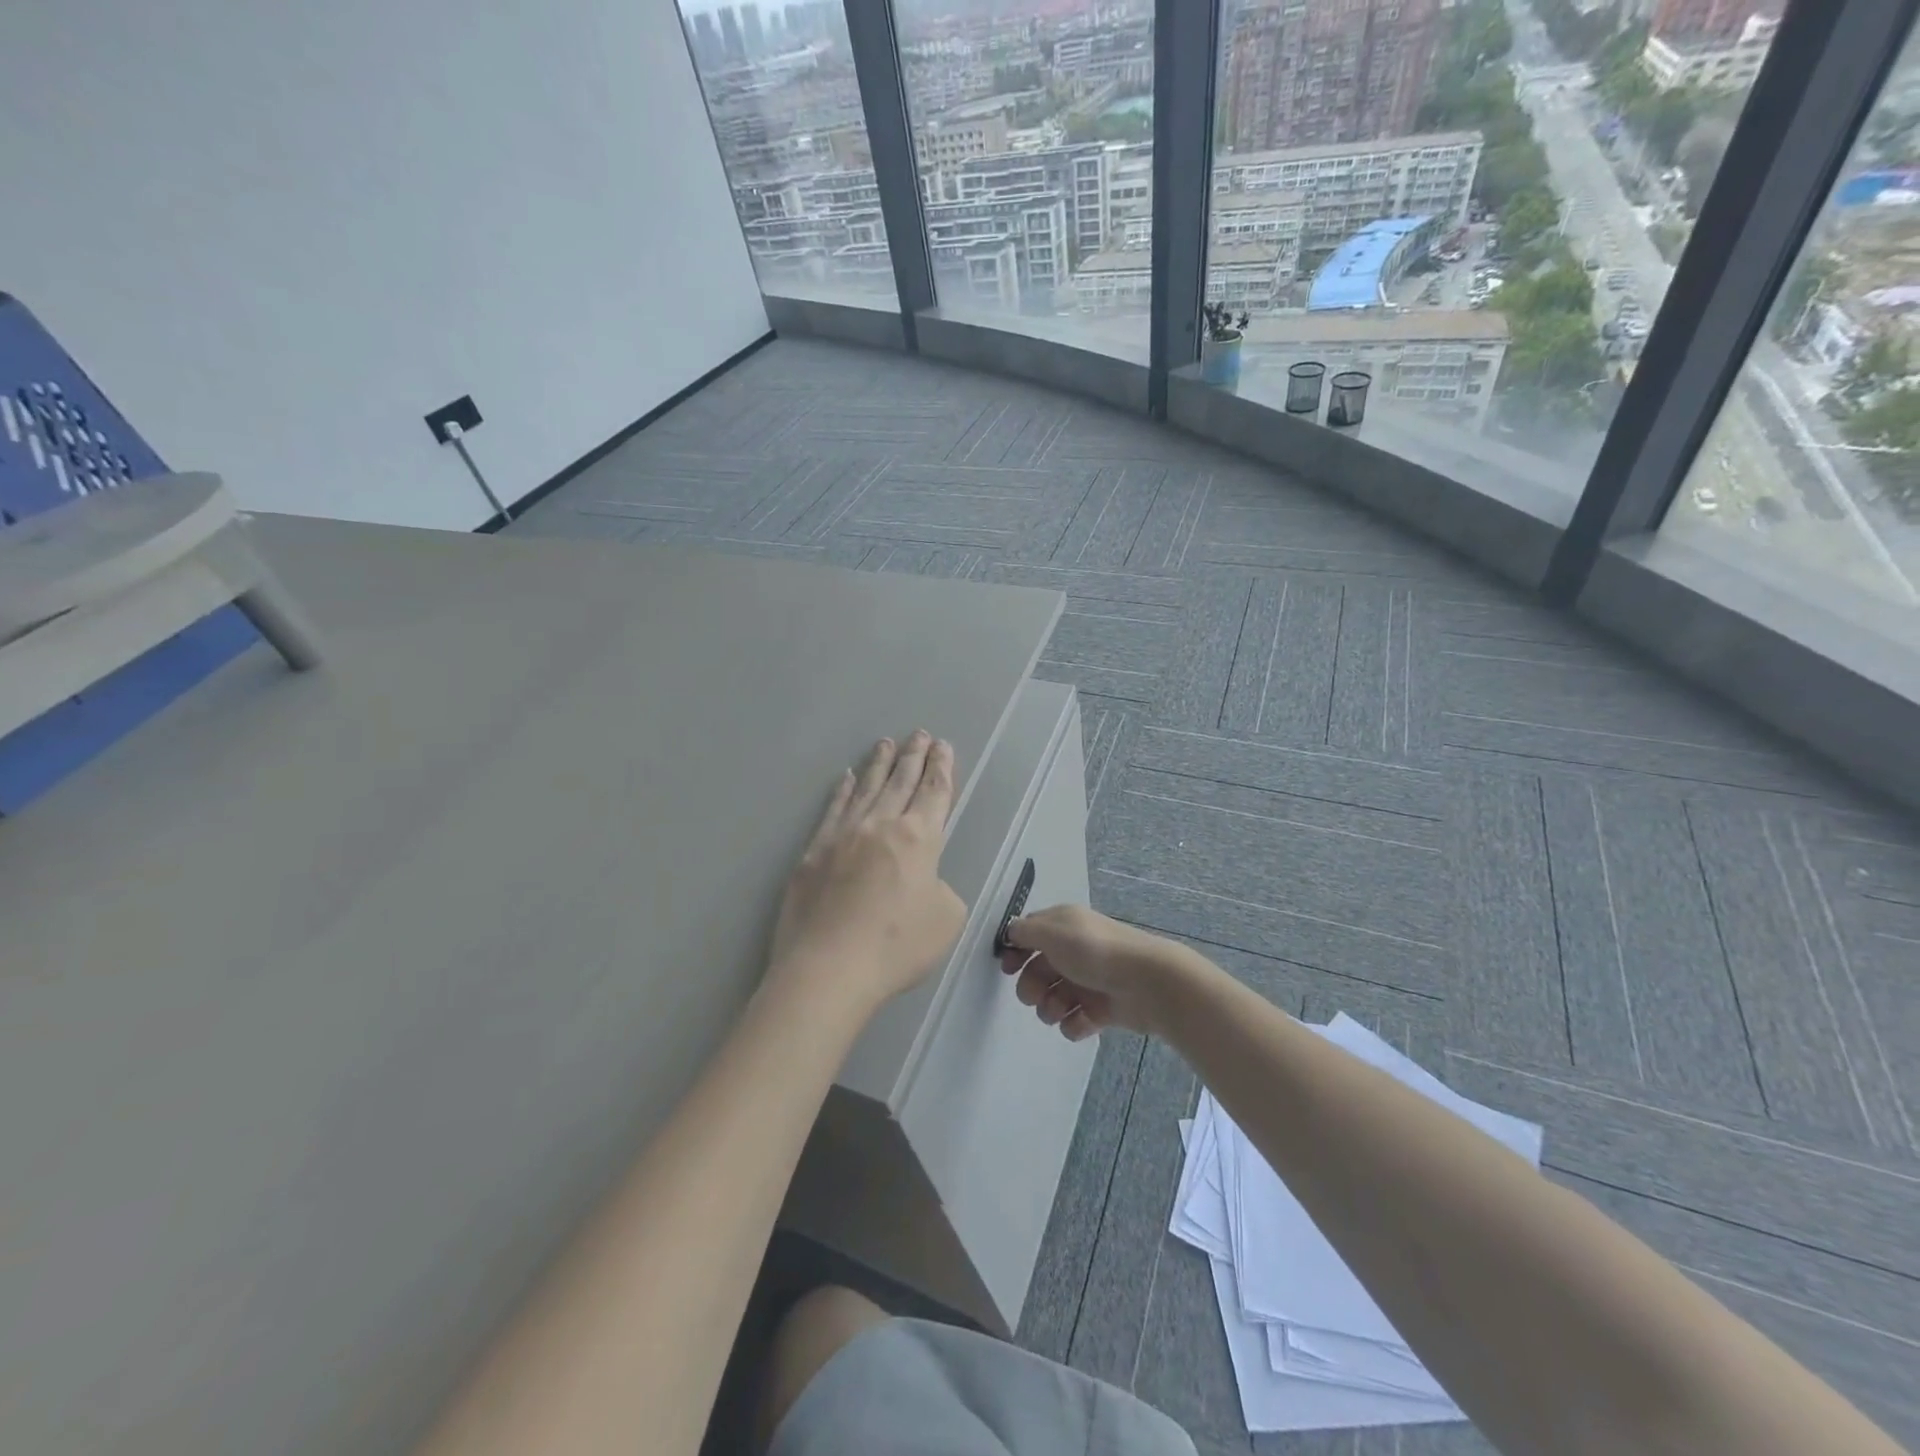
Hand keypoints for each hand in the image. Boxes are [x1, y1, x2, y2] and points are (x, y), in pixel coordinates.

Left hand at [768, 732, 966, 1018]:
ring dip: (878, 764)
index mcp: (919, 838)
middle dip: (913, 756)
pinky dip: (843, 791)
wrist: (828, 968)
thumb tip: (923, 881)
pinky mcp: (813, 852)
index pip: (935, 792)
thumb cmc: (896, 946)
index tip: (943, 747)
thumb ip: (942, 890)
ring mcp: (843, 835)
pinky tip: (847, 778)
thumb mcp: (946, 920)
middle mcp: (881, 825)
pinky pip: (833, 809)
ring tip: (885, 743)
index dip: (942, 768)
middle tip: (919, 734)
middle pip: (901, 781)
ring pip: (866, 788)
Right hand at [996, 904, 1193, 1040]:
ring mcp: (1088, 981)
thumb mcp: (1053, 932)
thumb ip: (1025, 932)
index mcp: (1064, 927)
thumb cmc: (1094, 951)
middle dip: (1031, 987)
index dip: (1016, 951)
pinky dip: (1074, 1024)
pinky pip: (1075, 1021)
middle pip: (1038, 971)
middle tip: (1035, 995)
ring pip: (1053, 999)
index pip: (1030, 935)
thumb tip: (1010, 933)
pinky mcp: (1101, 1009)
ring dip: (1050, 1008)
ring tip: (1060, 1010)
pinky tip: (1081, 1021)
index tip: (1007, 968)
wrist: (1146, 982)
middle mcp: (1075, 951)